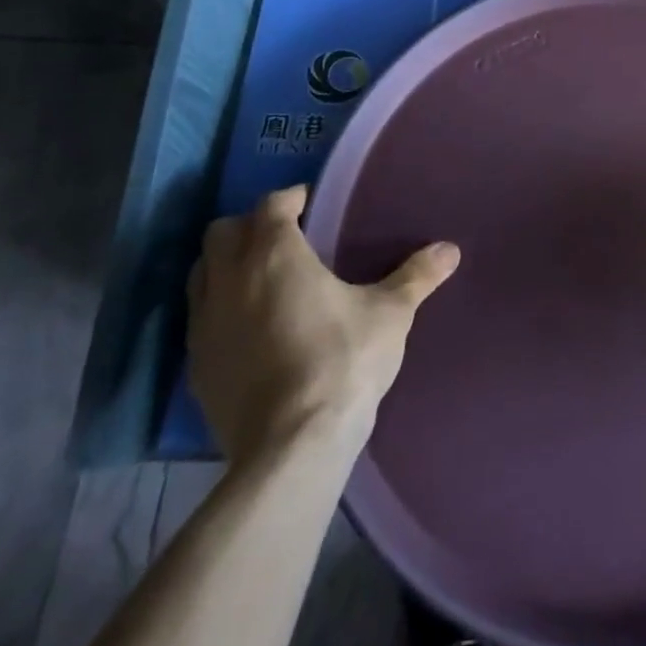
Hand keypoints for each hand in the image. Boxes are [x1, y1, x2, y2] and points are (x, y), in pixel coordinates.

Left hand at [186, 185, 459, 465]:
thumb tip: (451, 249)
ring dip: (226, 265)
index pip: (271, 204)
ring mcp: (204, 325)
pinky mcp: (195, 367)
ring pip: (201, 273)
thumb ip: (417, 276)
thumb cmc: (343, 361)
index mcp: (275, 255)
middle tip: (286, 238)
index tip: (312, 204)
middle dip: (250, 226)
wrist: (291, 447)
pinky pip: (199, 319)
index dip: (291, 198)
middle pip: (221, 232)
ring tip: (263, 279)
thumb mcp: (391, 313)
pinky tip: (250, 328)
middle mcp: (229, 280)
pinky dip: (219, 309)